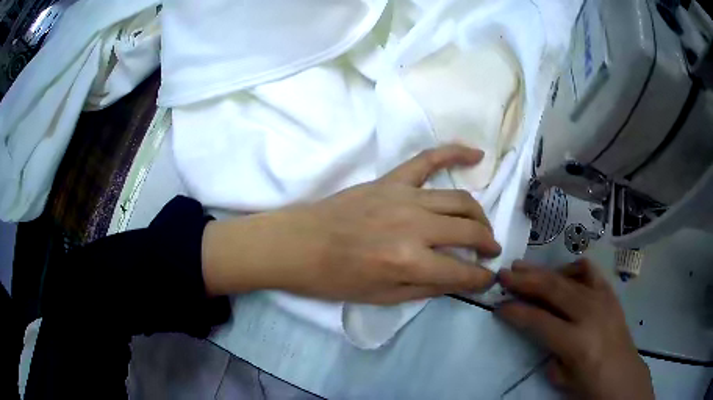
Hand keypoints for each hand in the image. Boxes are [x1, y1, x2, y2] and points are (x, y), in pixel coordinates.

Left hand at [202, 144, 500, 303]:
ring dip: (478, 215)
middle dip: (488, 244)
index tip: (488, 279)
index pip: (462, 273)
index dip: (481, 279)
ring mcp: (404, 197)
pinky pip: (429, 159)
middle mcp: (414, 227)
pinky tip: (477, 153)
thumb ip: (427, 288)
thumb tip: (459, 279)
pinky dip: (455, 152)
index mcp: (409, 263)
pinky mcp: (391, 180)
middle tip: (490, 252)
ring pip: (459, 199)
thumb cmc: (334, 279)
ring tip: (482, 227)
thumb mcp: (382, 298)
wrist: (297, 245)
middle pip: (469, 231)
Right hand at [497, 259, 653, 399]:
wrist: (624, 374)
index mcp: (576, 341)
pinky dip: (572, 269)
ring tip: (525, 268)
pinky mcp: (610, 293)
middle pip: (553, 289)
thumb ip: (550, 354)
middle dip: (525, 281)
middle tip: (504, 273)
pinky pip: (589, 272)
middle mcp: (590, 313)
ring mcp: (603, 299)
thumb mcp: (563, 379)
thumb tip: (543, 333)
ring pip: (569, 276)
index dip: (516, 312)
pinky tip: (563, 275)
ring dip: (544, 271)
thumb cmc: (591, 384)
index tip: (499, 306)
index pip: (539, 320)